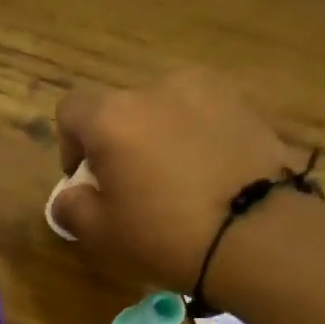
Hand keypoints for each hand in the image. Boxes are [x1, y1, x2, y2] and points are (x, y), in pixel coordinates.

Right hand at [50, 70, 306, 299]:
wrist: (256, 234)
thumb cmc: (162, 235)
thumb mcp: (99, 235)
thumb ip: (71, 207)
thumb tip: (70, 195)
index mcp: (113, 116)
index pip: (72, 109)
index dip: (69, 143)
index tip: (85, 180)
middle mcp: (158, 88)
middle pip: (122, 108)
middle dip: (118, 143)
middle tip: (130, 189)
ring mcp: (209, 91)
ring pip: (166, 111)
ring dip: (160, 138)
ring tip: (174, 184)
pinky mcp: (247, 107)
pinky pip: (205, 120)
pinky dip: (197, 142)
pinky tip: (208, 181)